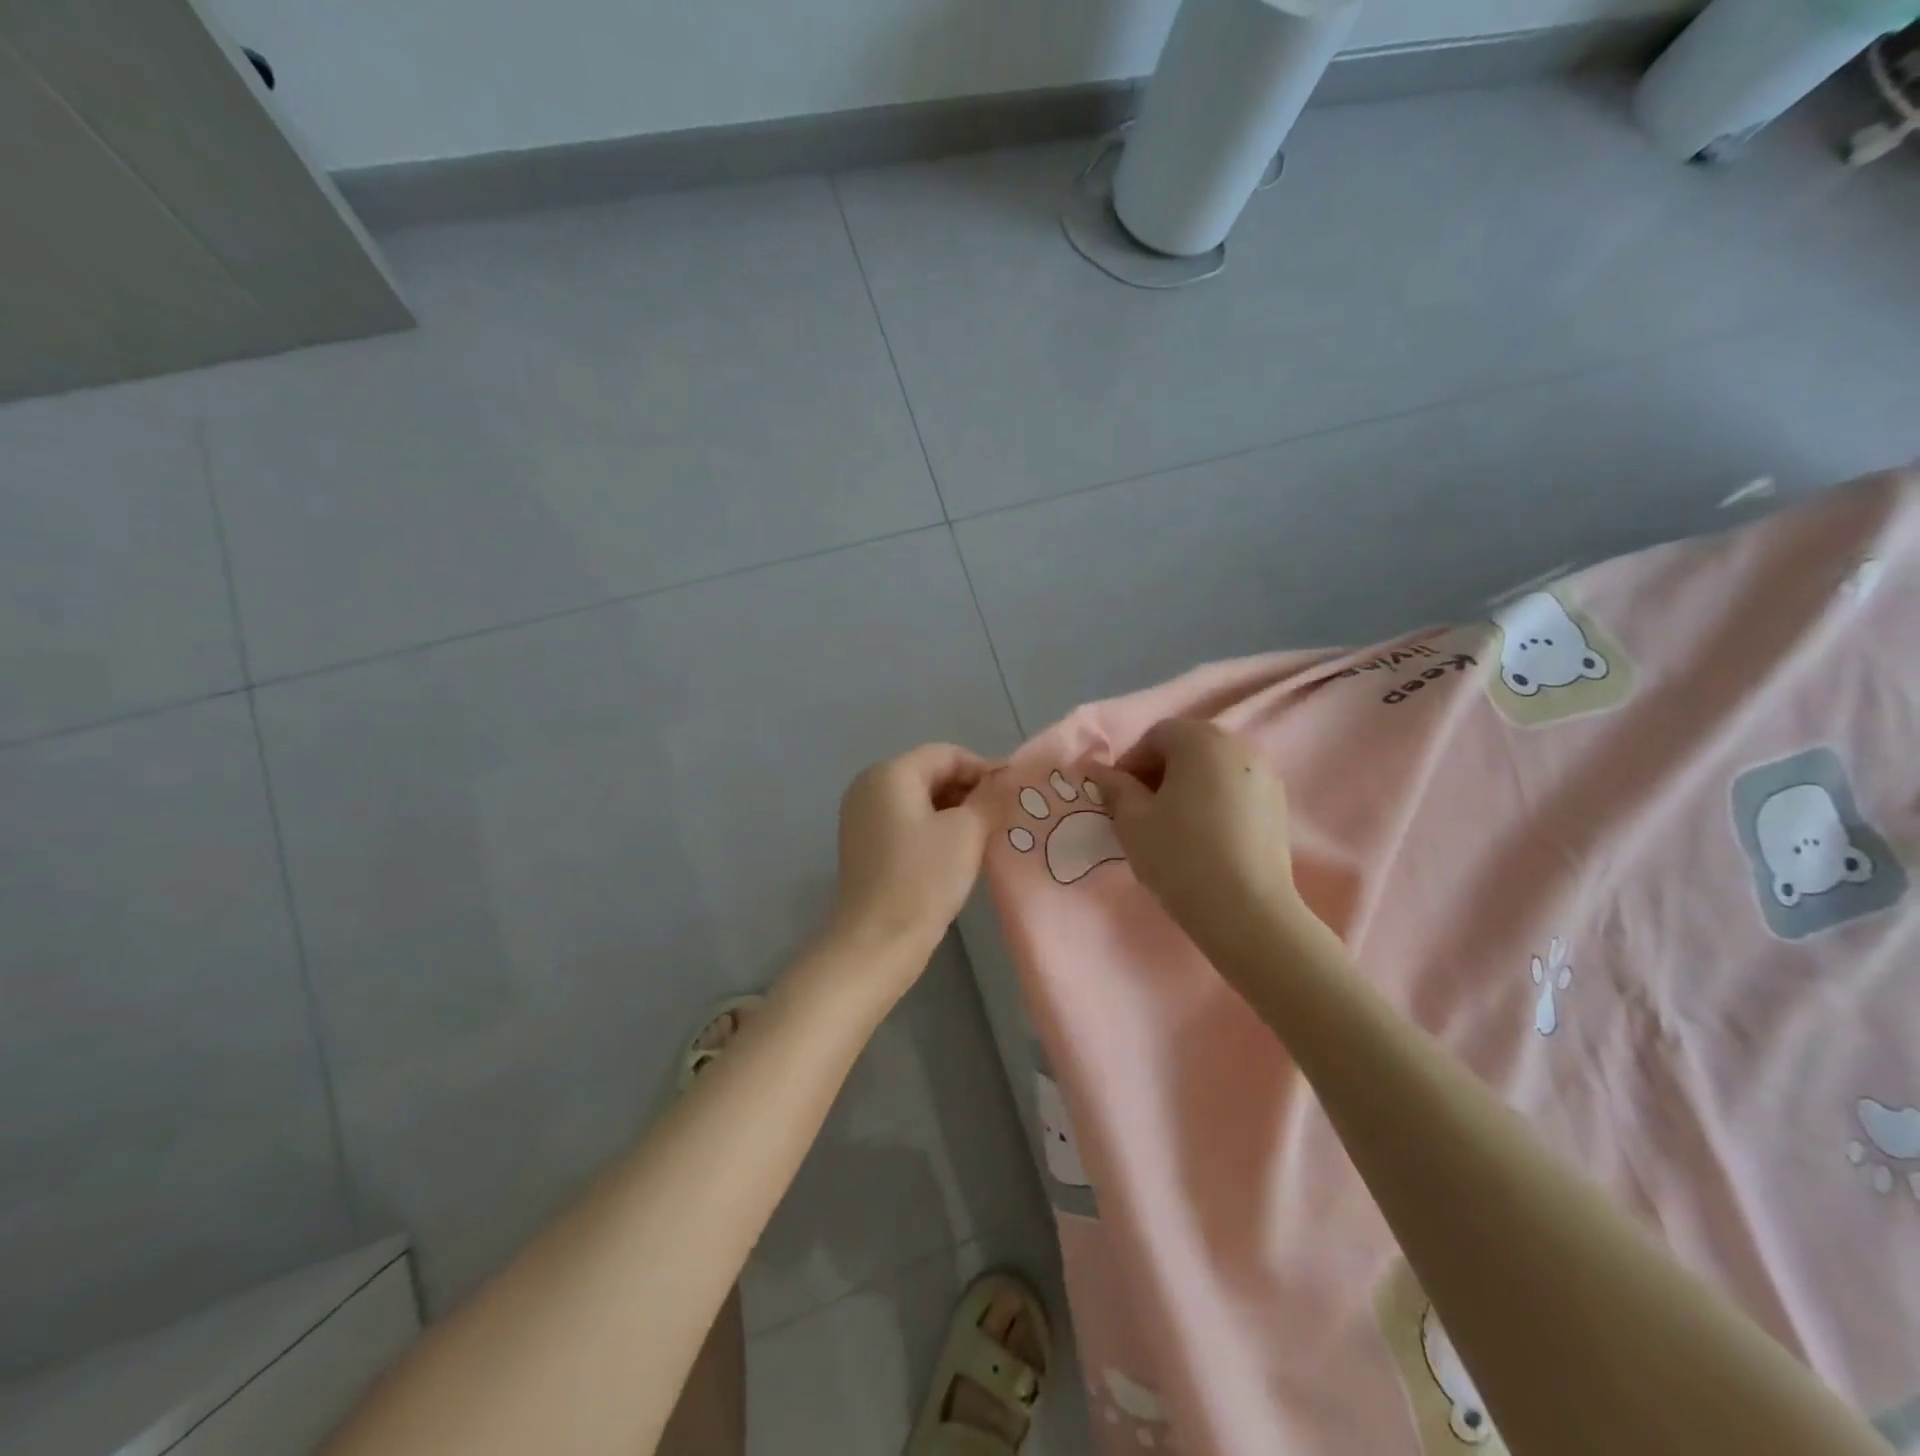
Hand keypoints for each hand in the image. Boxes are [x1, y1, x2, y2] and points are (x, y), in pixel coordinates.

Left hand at [828, 744, 995, 960]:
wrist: (877, 942)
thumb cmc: (923, 879)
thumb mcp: (967, 833)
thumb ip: (990, 799)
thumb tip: (1006, 782)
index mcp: (890, 773)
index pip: (946, 754)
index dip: (983, 769)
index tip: (1012, 794)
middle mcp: (869, 786)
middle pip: (929, 773)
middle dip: (968, 791)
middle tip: (1001, 817)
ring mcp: (861, 817)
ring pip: (918, 800)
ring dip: (953, 812)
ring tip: (984, 836)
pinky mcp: (863, 845)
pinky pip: (905, 822)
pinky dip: (932, 829)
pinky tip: (956, 853)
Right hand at [1084, 720, 1308, 950]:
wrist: (1246, 910)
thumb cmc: (1180, 855)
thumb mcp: (1132, 820)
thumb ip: (1114, 788)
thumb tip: (1099, 771)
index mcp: (1201, 739)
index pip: (1155, 736)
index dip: (1130, 764)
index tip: (1117, 798)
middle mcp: (1239, 745)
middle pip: (1186, 748)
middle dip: (1158, 773)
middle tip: (1140, 811)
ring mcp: (1265, 773)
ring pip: (1212, 769)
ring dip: (1186, 787)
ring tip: (1171, 826)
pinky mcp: (1278, 803)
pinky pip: (1234, 789)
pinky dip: (1213, 801)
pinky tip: (1203, 837)